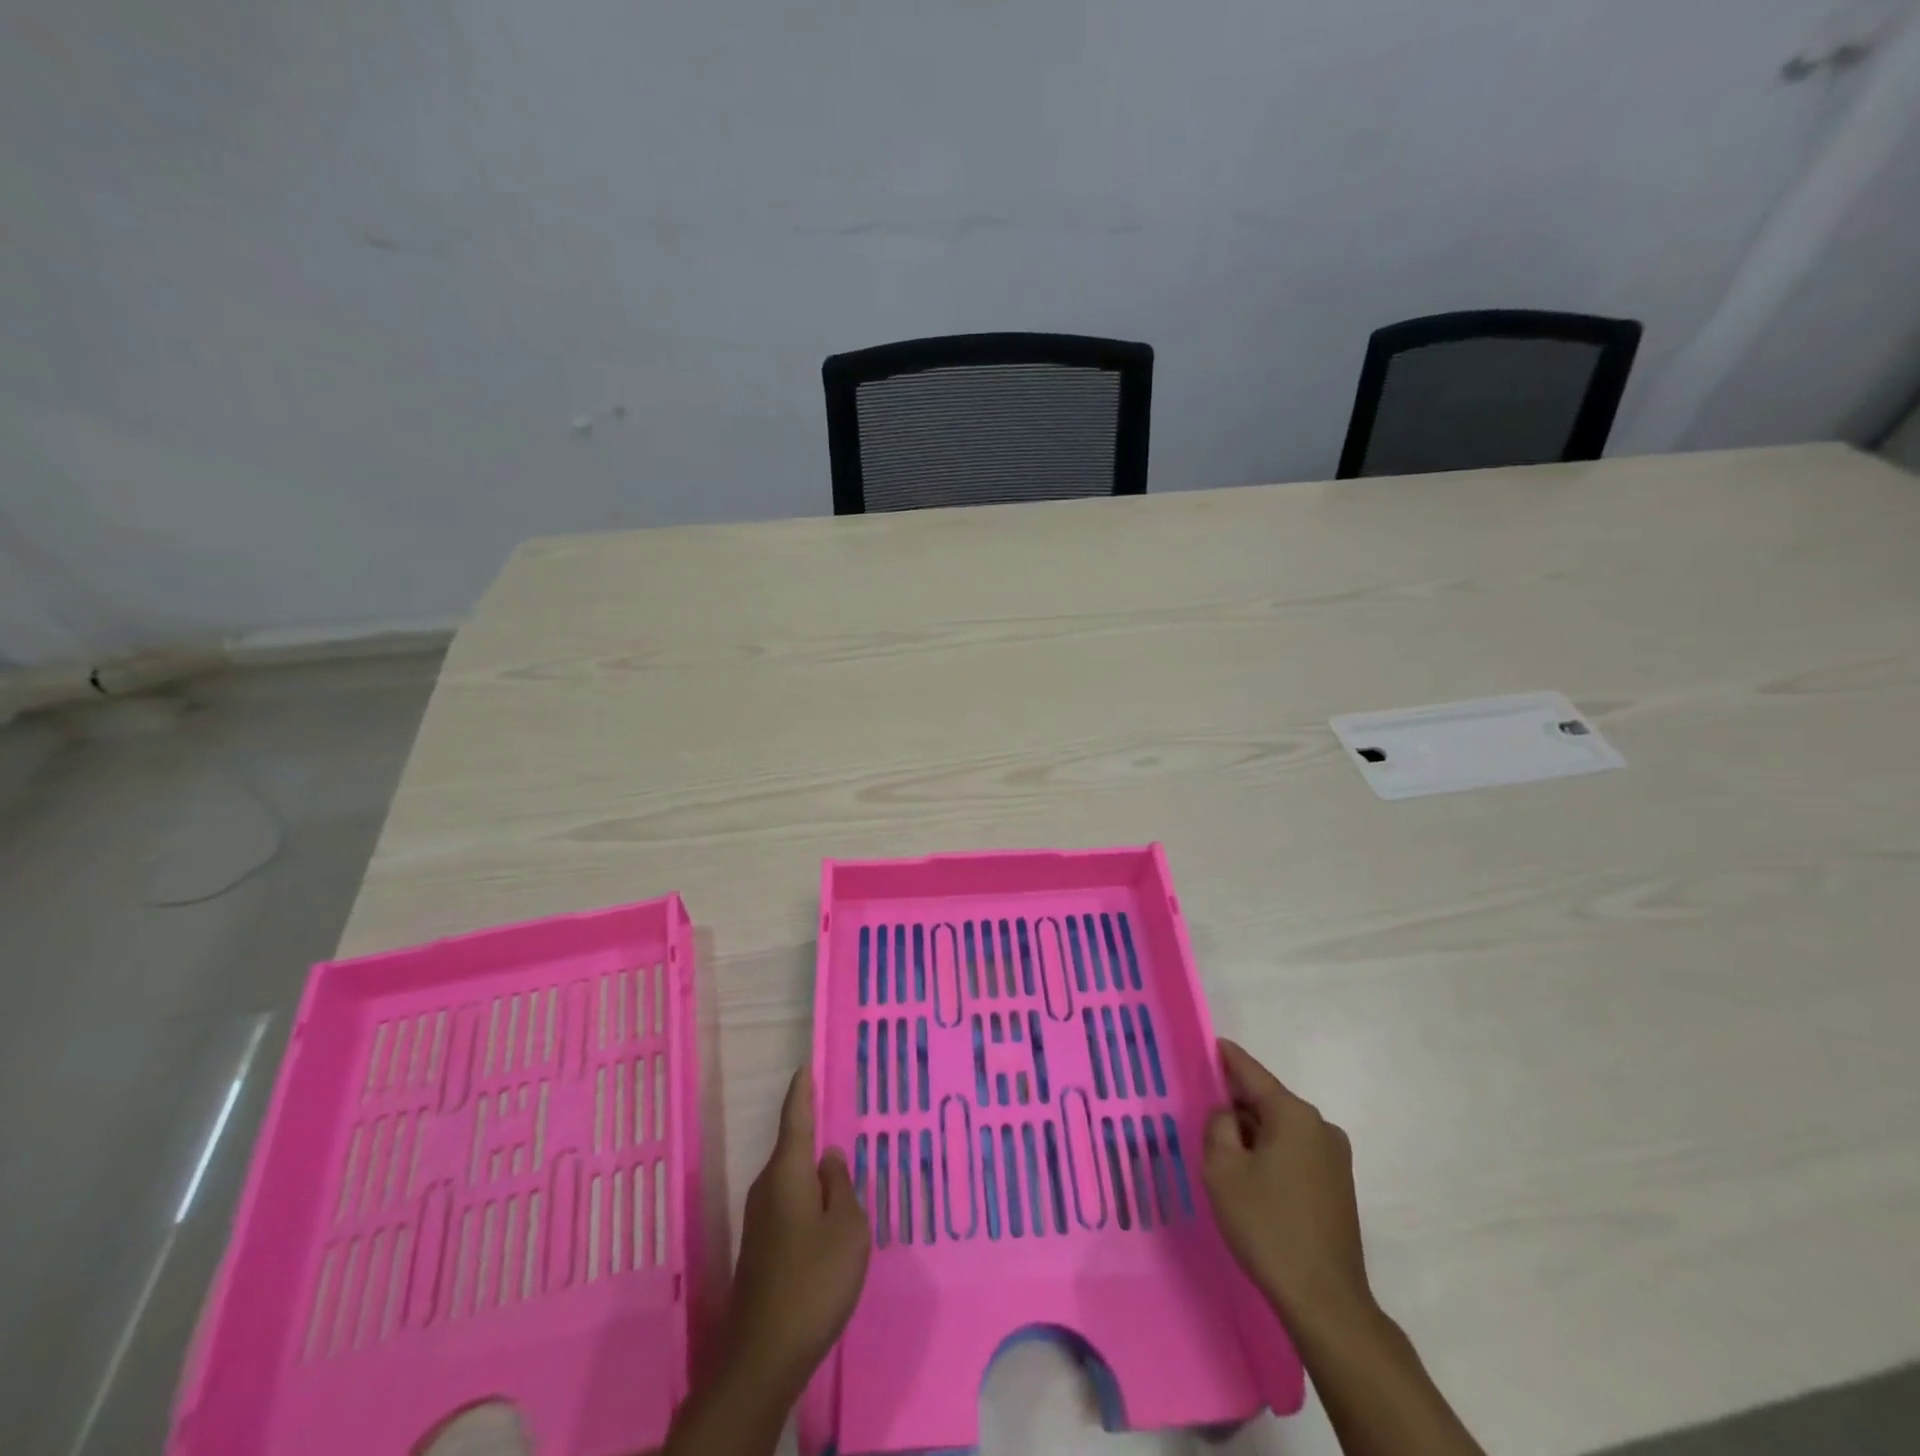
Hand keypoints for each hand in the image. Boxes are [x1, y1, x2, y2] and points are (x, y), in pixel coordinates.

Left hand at [723, 1066, 870, 1393]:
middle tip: (838, 1116)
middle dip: (813, 1134)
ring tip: (841, 1169)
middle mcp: (767, 1188)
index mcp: (787, 1173)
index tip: (805, 1066)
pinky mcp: (761, 1249)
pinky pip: (789, 1206)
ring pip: (792, 1180)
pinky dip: (809, 1200)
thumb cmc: (814, 1281)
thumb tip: (828, 1158)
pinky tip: (827, 1217)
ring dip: (813, 1174)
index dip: (802, 1092)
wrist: (764, 1356)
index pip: (795, 1118)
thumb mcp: (847, 1228)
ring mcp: (760, 1221)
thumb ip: (841, 1185)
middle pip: (793, 1149)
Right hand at [1202, 1039, 1371, 1331]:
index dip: (1228, 1058)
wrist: (1325, 1301)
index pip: (1252, 1073)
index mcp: (1294, 1115)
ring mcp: (1335, 1158)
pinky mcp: (1338, 1186)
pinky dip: (1271, 1154)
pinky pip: (1295, 1152)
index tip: (1211, 1042)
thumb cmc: (1268, 1227)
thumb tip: (1228, 1115)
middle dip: (1236, 1105)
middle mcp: (1320, 1127)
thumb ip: (1218, 1127)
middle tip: (1204, 1114)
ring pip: (1281, 1129)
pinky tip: (1251, 1179)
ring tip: (1223, 1154)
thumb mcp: (1223, 1170)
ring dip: (1253, 1134)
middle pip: (1267, 1101)